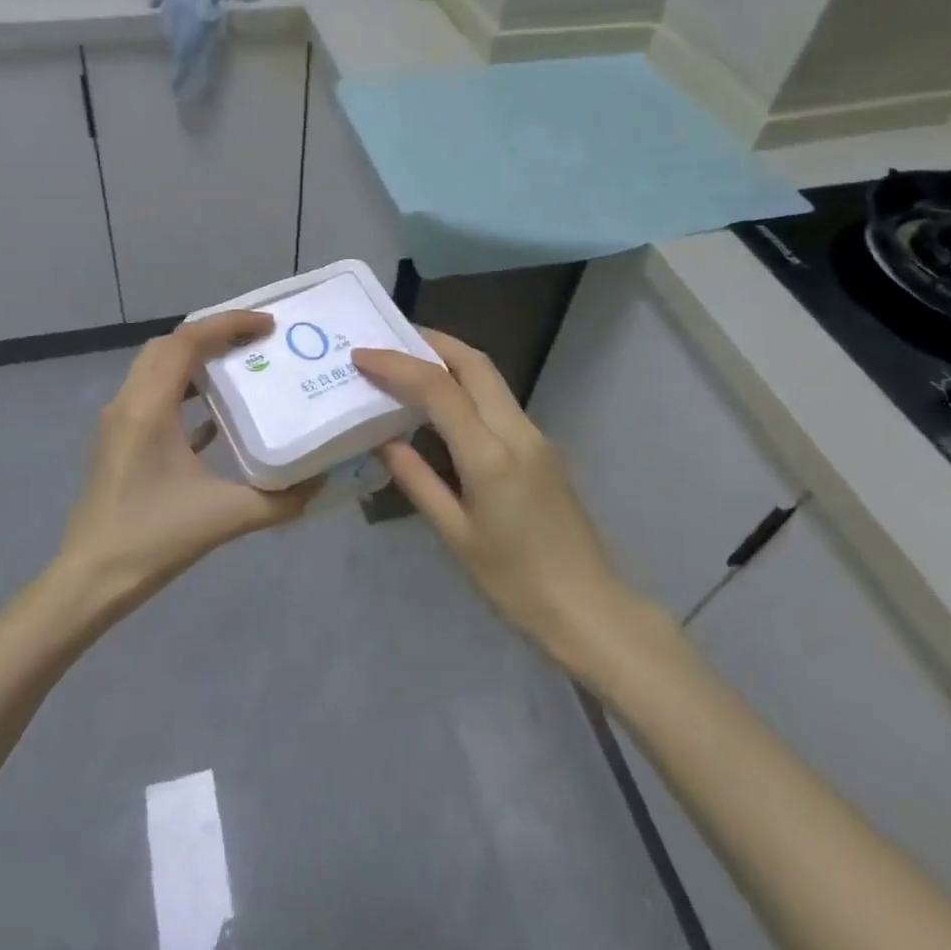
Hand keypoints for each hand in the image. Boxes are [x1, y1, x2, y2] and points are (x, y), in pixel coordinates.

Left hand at [57, 311, 321, 613]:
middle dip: (212, 335)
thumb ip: (279, 501)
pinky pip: (152, 398)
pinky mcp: (118, 442)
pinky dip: (183, 392)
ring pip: (156, 369)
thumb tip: (319, 483)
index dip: (228, 324)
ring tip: (239, 367)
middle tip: (255, 341)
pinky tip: (214, 417)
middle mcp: (128, 403)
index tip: (267, 325)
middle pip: (168, 346)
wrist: (90, 580)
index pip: (187, 341)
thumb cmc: (153, 540)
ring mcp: (118, 422)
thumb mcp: (224, 517)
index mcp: (149, 408)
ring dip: (195, 361)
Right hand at [354, 329, 622, 660]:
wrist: (589, 608)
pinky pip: (498, 402)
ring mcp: (536, 436)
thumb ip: (418, 481)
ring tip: (408, 366)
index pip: (439, 389)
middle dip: (431, 342)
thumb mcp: (456, 535)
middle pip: (474, 364)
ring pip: (490, 378)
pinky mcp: (542, 449)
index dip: (397, 365)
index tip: (361, 356)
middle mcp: (517, 432)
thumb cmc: (515, 582)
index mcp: (490, 455)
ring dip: (450, 361)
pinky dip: (466, 388)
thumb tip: (386, 441)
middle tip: (389, 341)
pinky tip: (442, 406)